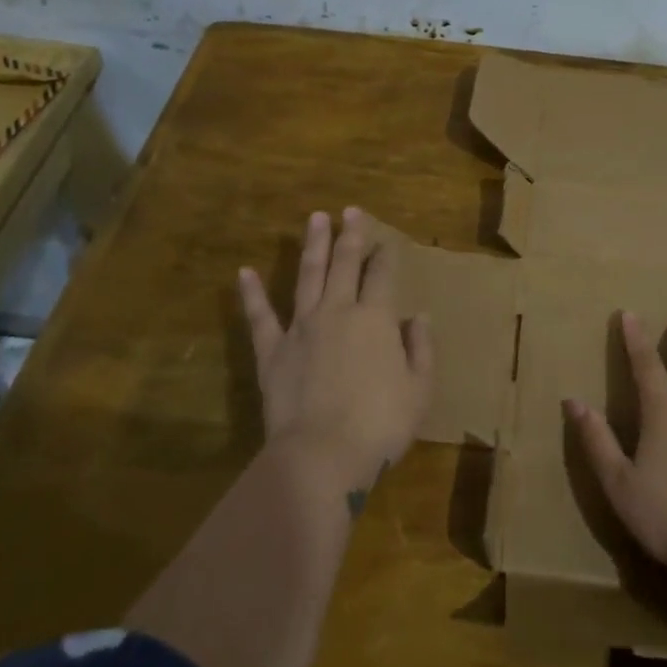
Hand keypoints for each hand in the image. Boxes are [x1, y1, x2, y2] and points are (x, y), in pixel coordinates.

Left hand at [238, 208, 433, 488]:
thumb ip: (421, 349)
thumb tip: (419, 317)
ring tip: (315, 219)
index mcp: (376, 319)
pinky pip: (260, 317)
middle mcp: (338, 311)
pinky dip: (252, 294)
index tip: (388, 241)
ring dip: (313, 246)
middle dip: (350, 235)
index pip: (383, 276)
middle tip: (350, 211)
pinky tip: (245, 272)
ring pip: (308, 277)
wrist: (322, 455)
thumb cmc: (380, 425)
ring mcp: (301, 328)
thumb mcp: (420, 389)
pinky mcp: (272, 351)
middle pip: (345, 264)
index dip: (387, 255)